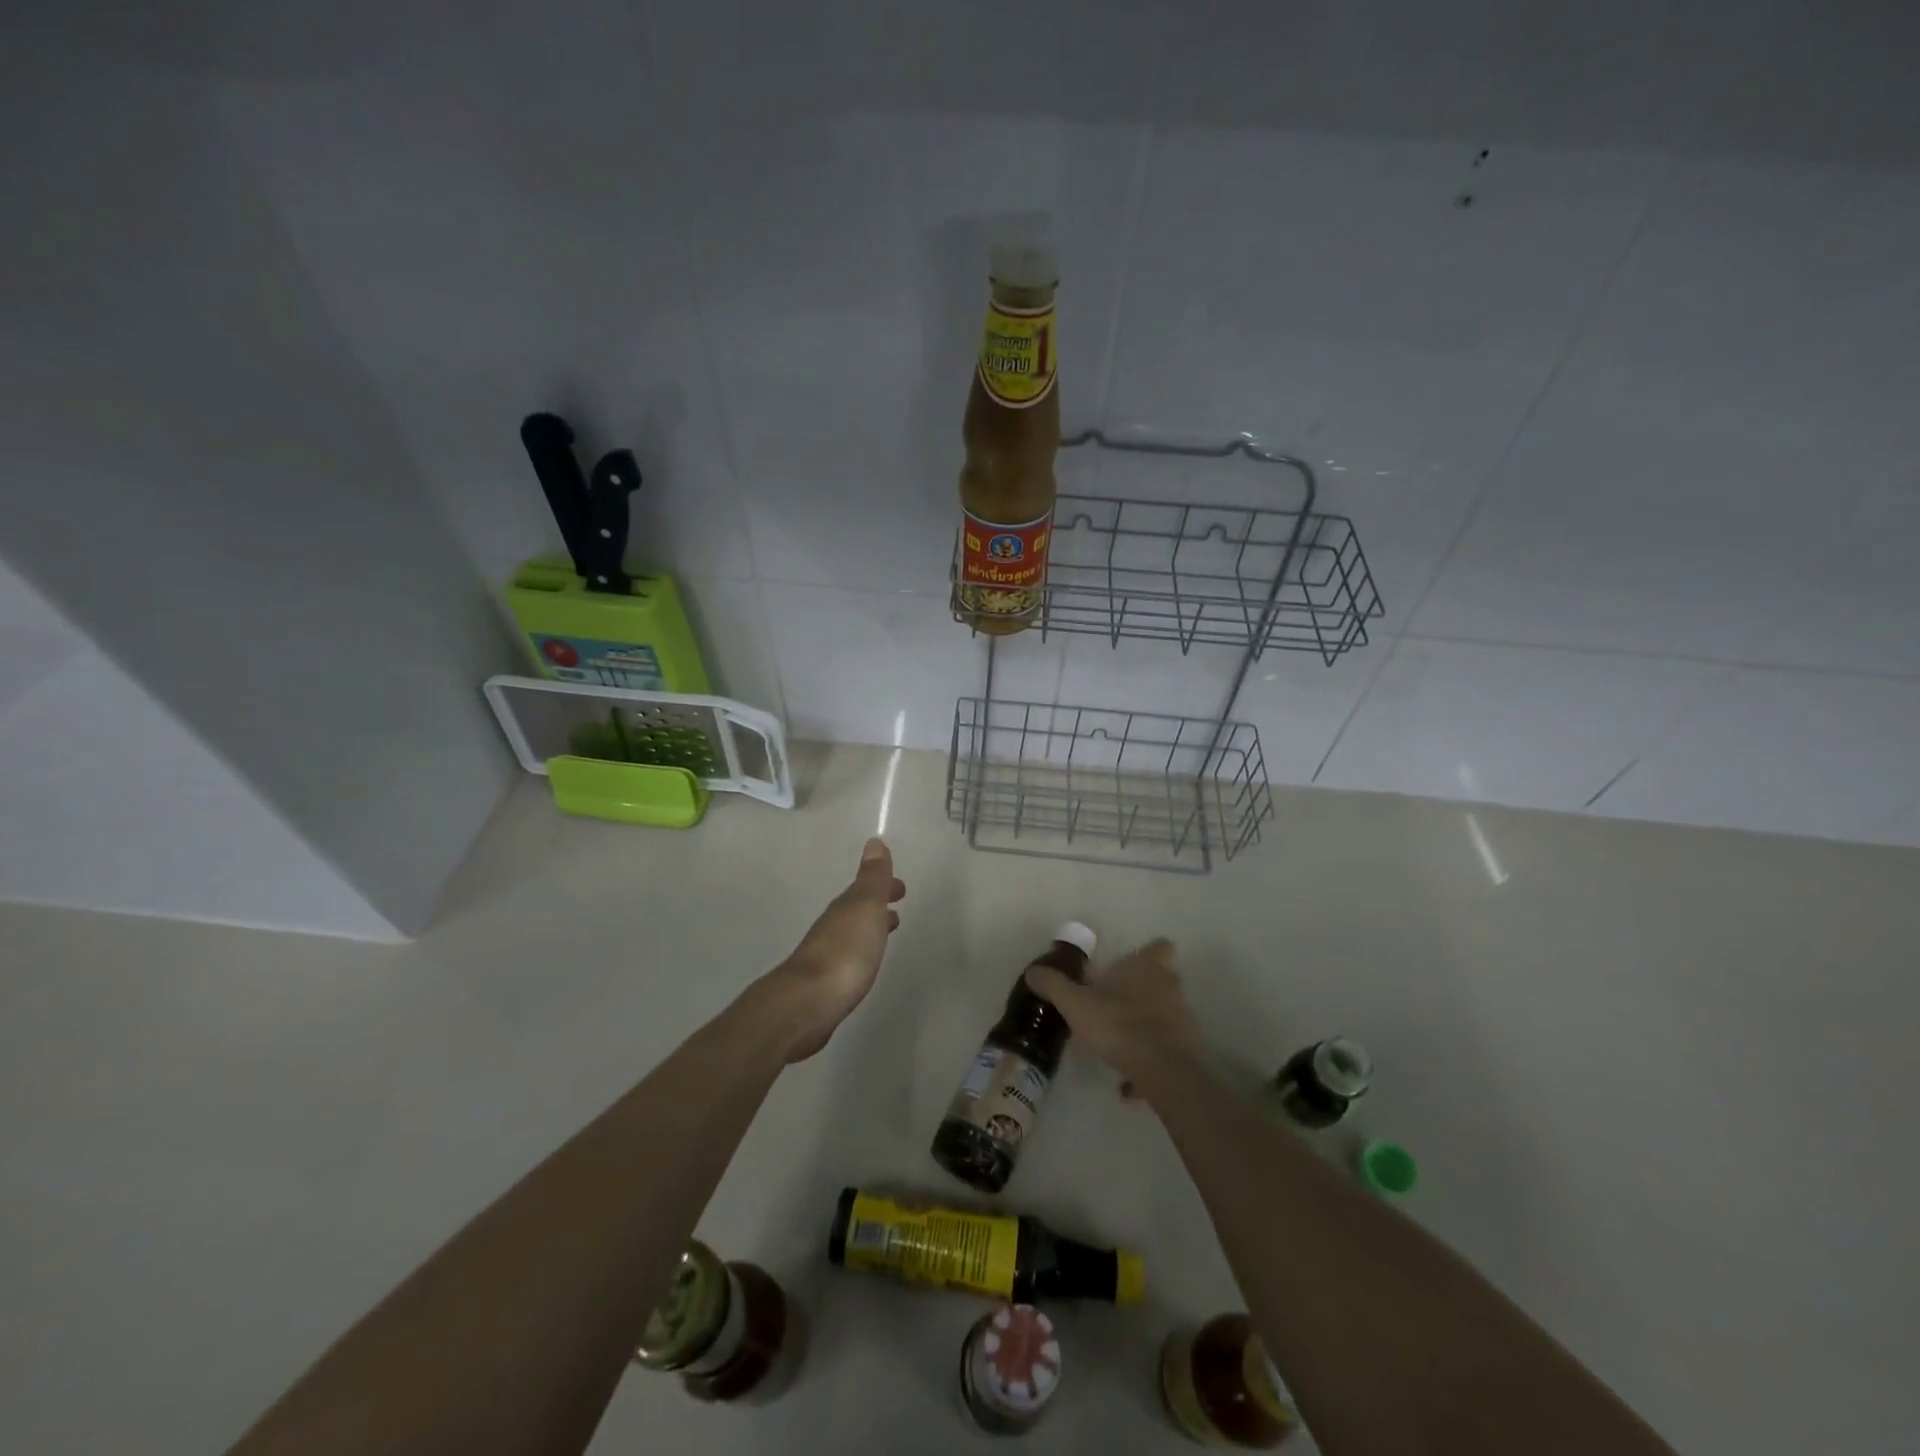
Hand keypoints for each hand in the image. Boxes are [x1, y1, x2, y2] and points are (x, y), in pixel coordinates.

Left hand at [755, 838, 905, 1062]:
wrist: (808, 1003)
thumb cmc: (845, 952)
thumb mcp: (864, 907)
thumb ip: (872, 878)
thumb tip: (874, 842)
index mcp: (844, 908)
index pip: (865, 888)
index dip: (883, 885)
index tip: (901, 888)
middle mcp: (832, 927)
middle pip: (857, 909)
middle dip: (877, 905)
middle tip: (897, 907)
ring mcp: (826, 956)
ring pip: (853, 932)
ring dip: (870, 927)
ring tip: (888, 930)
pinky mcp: (825, 983)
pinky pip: (849, 956)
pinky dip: (862, 951)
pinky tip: (865, 963)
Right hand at [1025, 937, 1206, 1092]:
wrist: (1166, 1073)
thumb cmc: (1120, 1026)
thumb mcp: (1076, 1005)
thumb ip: (1054, 986)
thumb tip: (1033, 971)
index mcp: (1148, 967)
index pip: (1160, 946)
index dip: (1146, 954)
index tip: (1126, 967)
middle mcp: (1170, 987)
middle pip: (1160, 980)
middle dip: (1140, 992)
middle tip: (1112, 1006)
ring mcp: (1184, 1019)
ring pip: (1164, 1016)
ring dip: (1144, 1028)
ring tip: (1115, 1048)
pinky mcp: (1189, 1050)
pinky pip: (1166, 1050)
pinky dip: (1149, 1060)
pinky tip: (1128, 1082)